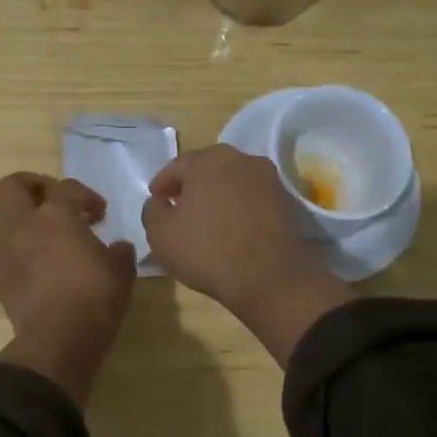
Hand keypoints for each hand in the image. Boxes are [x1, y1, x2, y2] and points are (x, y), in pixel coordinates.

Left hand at [0, 173, 135, 405]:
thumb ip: (119, 251)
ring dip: (15, 218)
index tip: (100, 215)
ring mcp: (5, 251)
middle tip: (52, 201)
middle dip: (31, 188)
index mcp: (57, 214)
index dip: (86, 196)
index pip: (66, 188)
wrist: (59, 340)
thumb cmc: (95, 296)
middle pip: (11, 187)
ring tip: (38, 231)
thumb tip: (118, 247)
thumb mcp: (122, 270)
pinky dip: (11, 252)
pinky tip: (30, 264)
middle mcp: (24, 225)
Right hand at [142, 145, 351, 366]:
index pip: (175, 167)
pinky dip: (238, 205)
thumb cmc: (207, 251)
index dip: (161, 185)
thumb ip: (152, 210)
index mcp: (206, 161)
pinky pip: (251, 196)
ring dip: (216, 193)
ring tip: (206, 218)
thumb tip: (159, 202)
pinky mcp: (284, 198)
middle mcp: (239, 158)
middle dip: (190, 185)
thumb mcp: (160, 234)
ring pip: (231, 180)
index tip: (156, 202)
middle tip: (179, 207)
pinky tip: (231, 226)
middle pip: (206, 168)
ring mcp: (266, 177)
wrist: (269, 277)